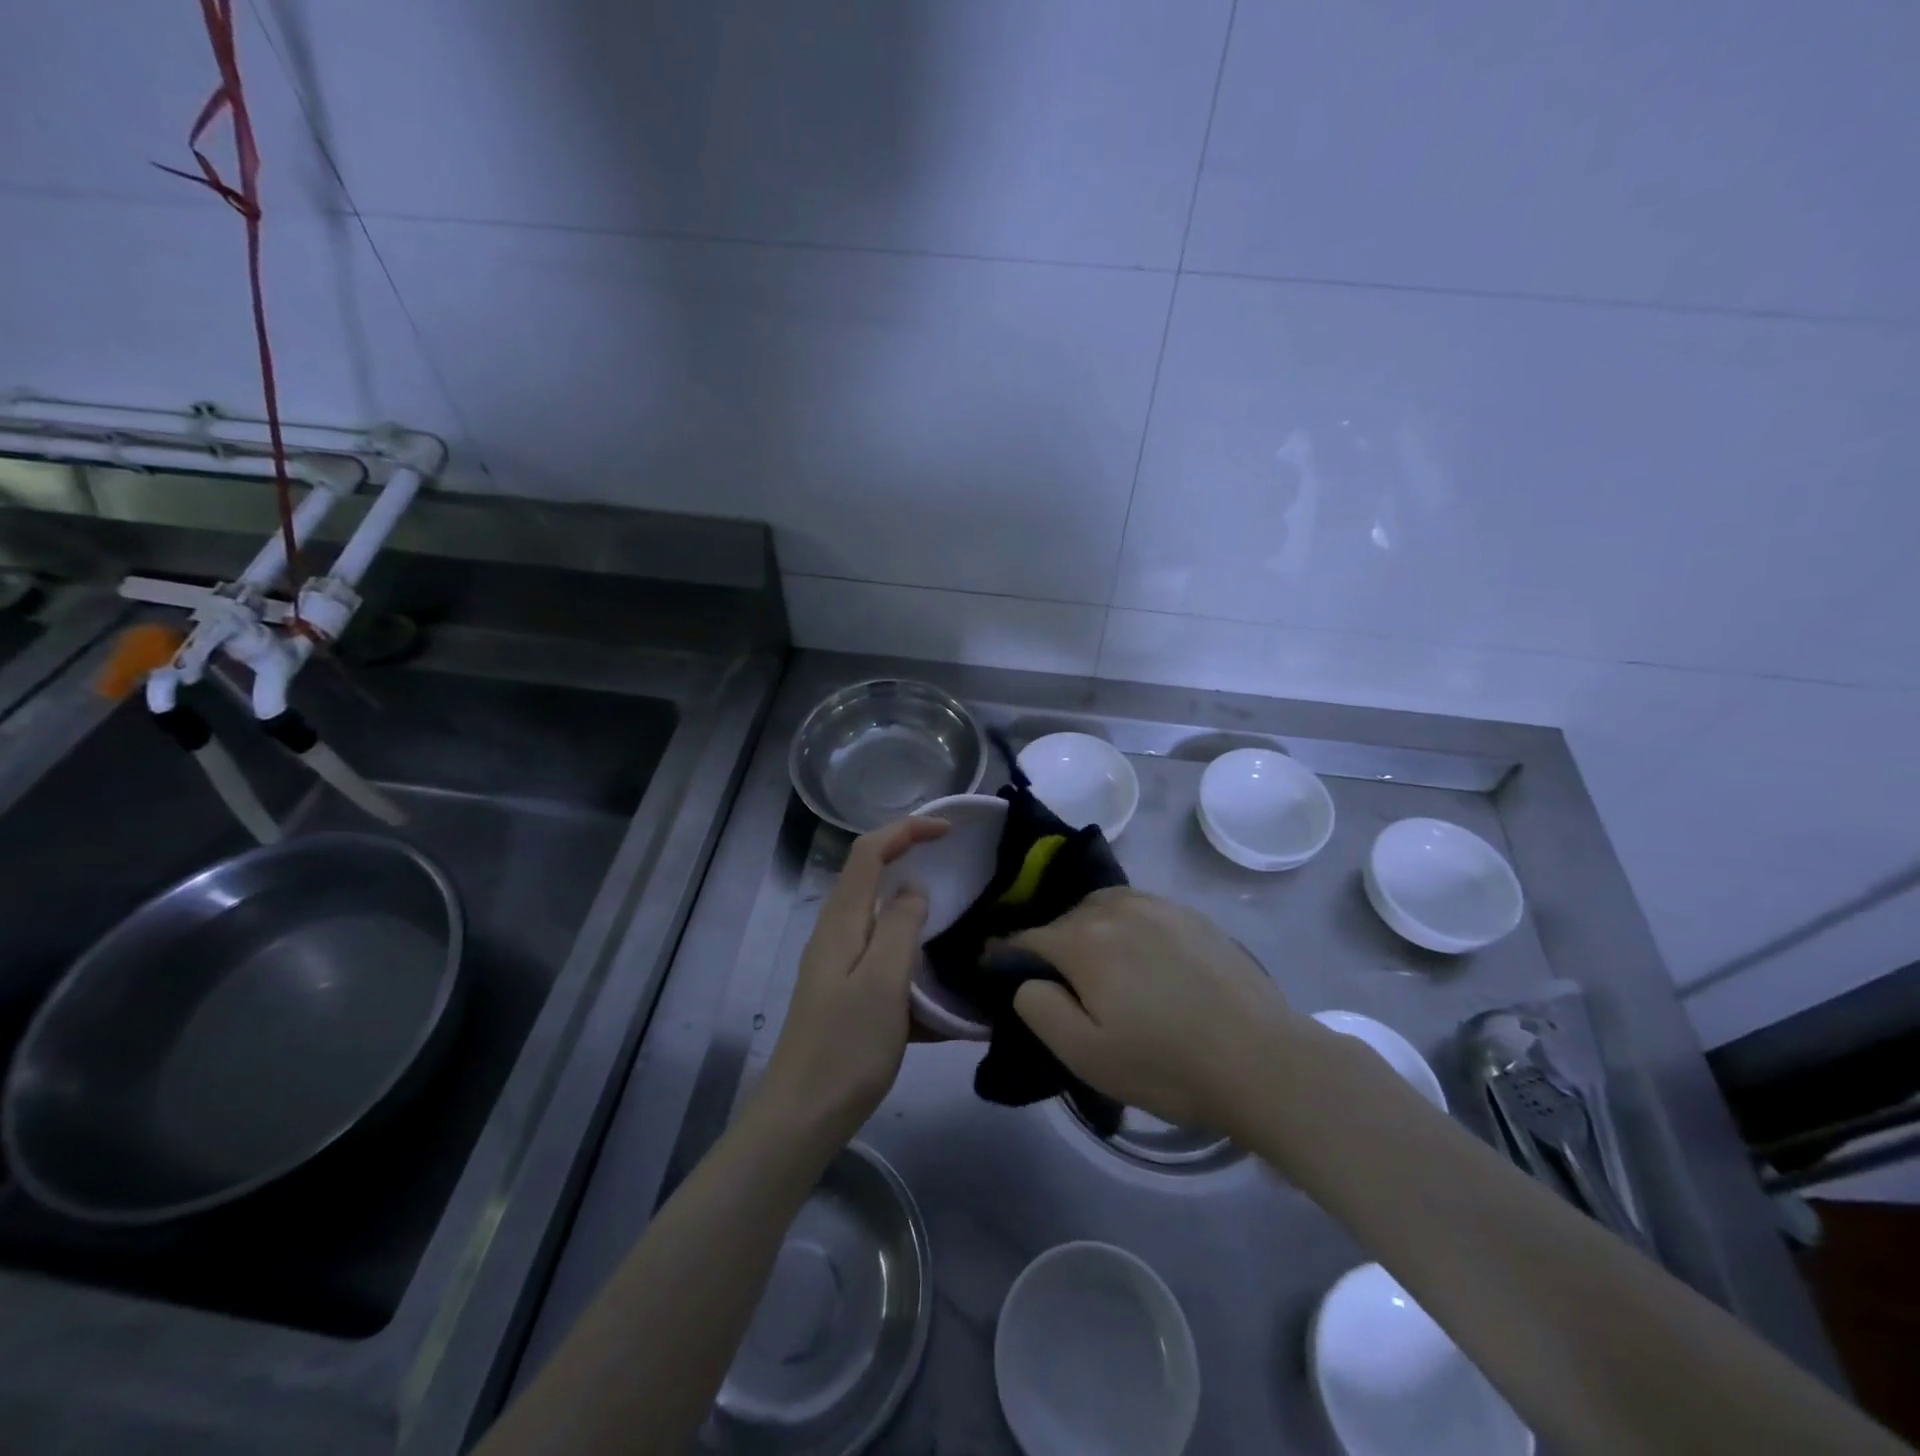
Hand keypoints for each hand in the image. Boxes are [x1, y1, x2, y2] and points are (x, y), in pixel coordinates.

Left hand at [759, 815, 947, 1143]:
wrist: (802, 1117)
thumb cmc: (847, 1046)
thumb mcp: (883, 981)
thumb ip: (901, 926)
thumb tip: (913, 890)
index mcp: (842, 921)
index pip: (869, 852)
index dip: (906, 829)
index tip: (948, 831)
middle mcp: (836, 934)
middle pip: (872, 878)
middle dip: (911, 862)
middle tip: (957, 870)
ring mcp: (839, 966)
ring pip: (882, 922)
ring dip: (917, 917)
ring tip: (959, 928)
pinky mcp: (847, 995)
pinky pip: (886, 963)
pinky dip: (914, 964)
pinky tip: (944, 997)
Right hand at [1004, 888, 1302, 1133]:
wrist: (1263, 1061)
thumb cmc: (1166, 1065)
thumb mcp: (1085, 1054)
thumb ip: (1038, 1008)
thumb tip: (1026, 978)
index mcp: (1083, 938)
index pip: (1025, 938)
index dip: (1006, 958)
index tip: (998, 974)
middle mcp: (1115, 907)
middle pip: (1064, 919)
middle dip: (1052, 947)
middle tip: (1064, 990)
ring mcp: (1158, 905)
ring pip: (1102, 908)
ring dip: (1090, 932)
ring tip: (1104, 972)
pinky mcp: (1191, 914)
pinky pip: (1139, 910)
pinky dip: (1126, 928)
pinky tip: (1145, 963)